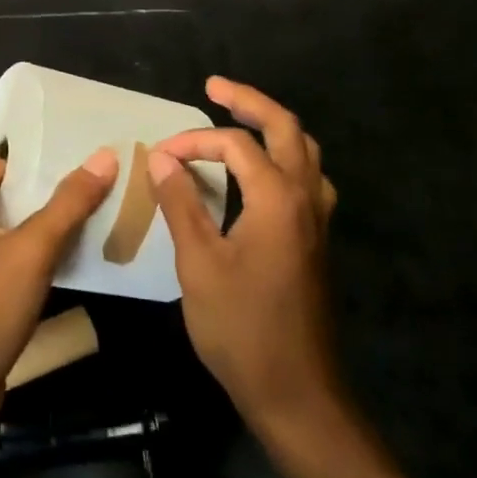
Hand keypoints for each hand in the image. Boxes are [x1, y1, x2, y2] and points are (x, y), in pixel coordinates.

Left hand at [0, 147, 116, 426]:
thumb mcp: (32, 252)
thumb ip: (68, 204)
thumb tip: (104, 156)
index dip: (19, 159)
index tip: (59, 158)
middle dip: (5, 180)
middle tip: (54, 177)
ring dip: (4, 214)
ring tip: (52, 212)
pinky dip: (1, 248)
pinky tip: (36, 260)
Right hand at [151, 78, 341, 438]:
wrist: (297, 391)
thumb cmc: (241, 328)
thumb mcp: (199, 264)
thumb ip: (181, 204)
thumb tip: (162, 158)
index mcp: (277, 198)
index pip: (234, 145)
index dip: (193, 142)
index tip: (158, 156)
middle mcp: (305, 197)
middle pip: (286, 127)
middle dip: (249, 101)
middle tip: (214, 86)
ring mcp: (318, 219)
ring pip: (304, 150)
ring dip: (273, 126)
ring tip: (240, 117)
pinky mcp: (317, 239)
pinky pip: (308, 178)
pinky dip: (285, 157)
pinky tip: (263, 173)